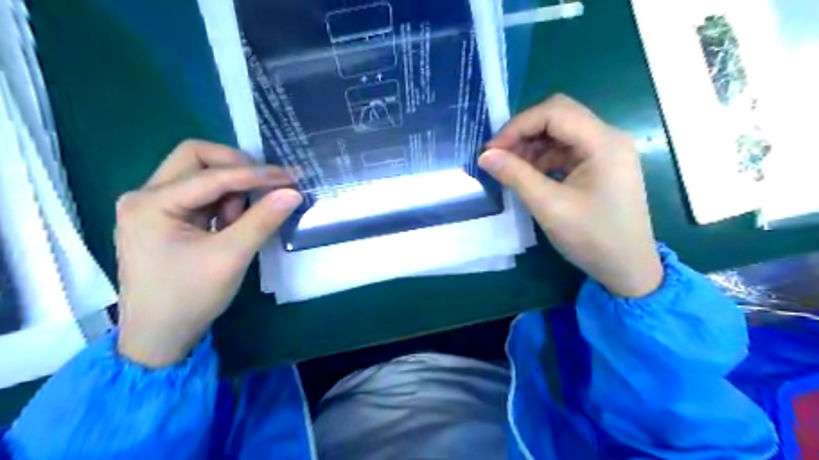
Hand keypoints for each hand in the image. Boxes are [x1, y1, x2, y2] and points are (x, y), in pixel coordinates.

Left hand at [115, 141, 303, 365]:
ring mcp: (153, 206)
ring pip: (199, 174)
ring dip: (230, 189)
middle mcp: (145, 196)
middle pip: (195, 158)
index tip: (290, 178)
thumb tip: (293, 193)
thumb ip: (263, 220)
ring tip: (242, 221)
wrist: (159, 336)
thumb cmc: (190, 297)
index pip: (212, 174)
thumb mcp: (231, 257)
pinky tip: (232, 225)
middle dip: (236, 167)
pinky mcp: (165, 219)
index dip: (255, 174)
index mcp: (151, 203)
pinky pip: (200, 195)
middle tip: (266, 185)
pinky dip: (223, 202)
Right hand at [481, 93, 661, 296]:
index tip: (492, 150)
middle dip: (524, 133)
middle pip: (559, 117)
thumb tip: (485, 156)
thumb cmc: (592, 238)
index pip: (554, 112)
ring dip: (532, 146)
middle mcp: (608, 138)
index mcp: (603, 142)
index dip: (518, 126)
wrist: (628, 269)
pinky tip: (529, 175)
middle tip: (499, 156)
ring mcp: (606, 152)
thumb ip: (516, 176)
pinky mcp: (601, 166)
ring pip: (561, 133)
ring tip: (510, 168)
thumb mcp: (549, 206)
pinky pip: (567, 151)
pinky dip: (544, 158)